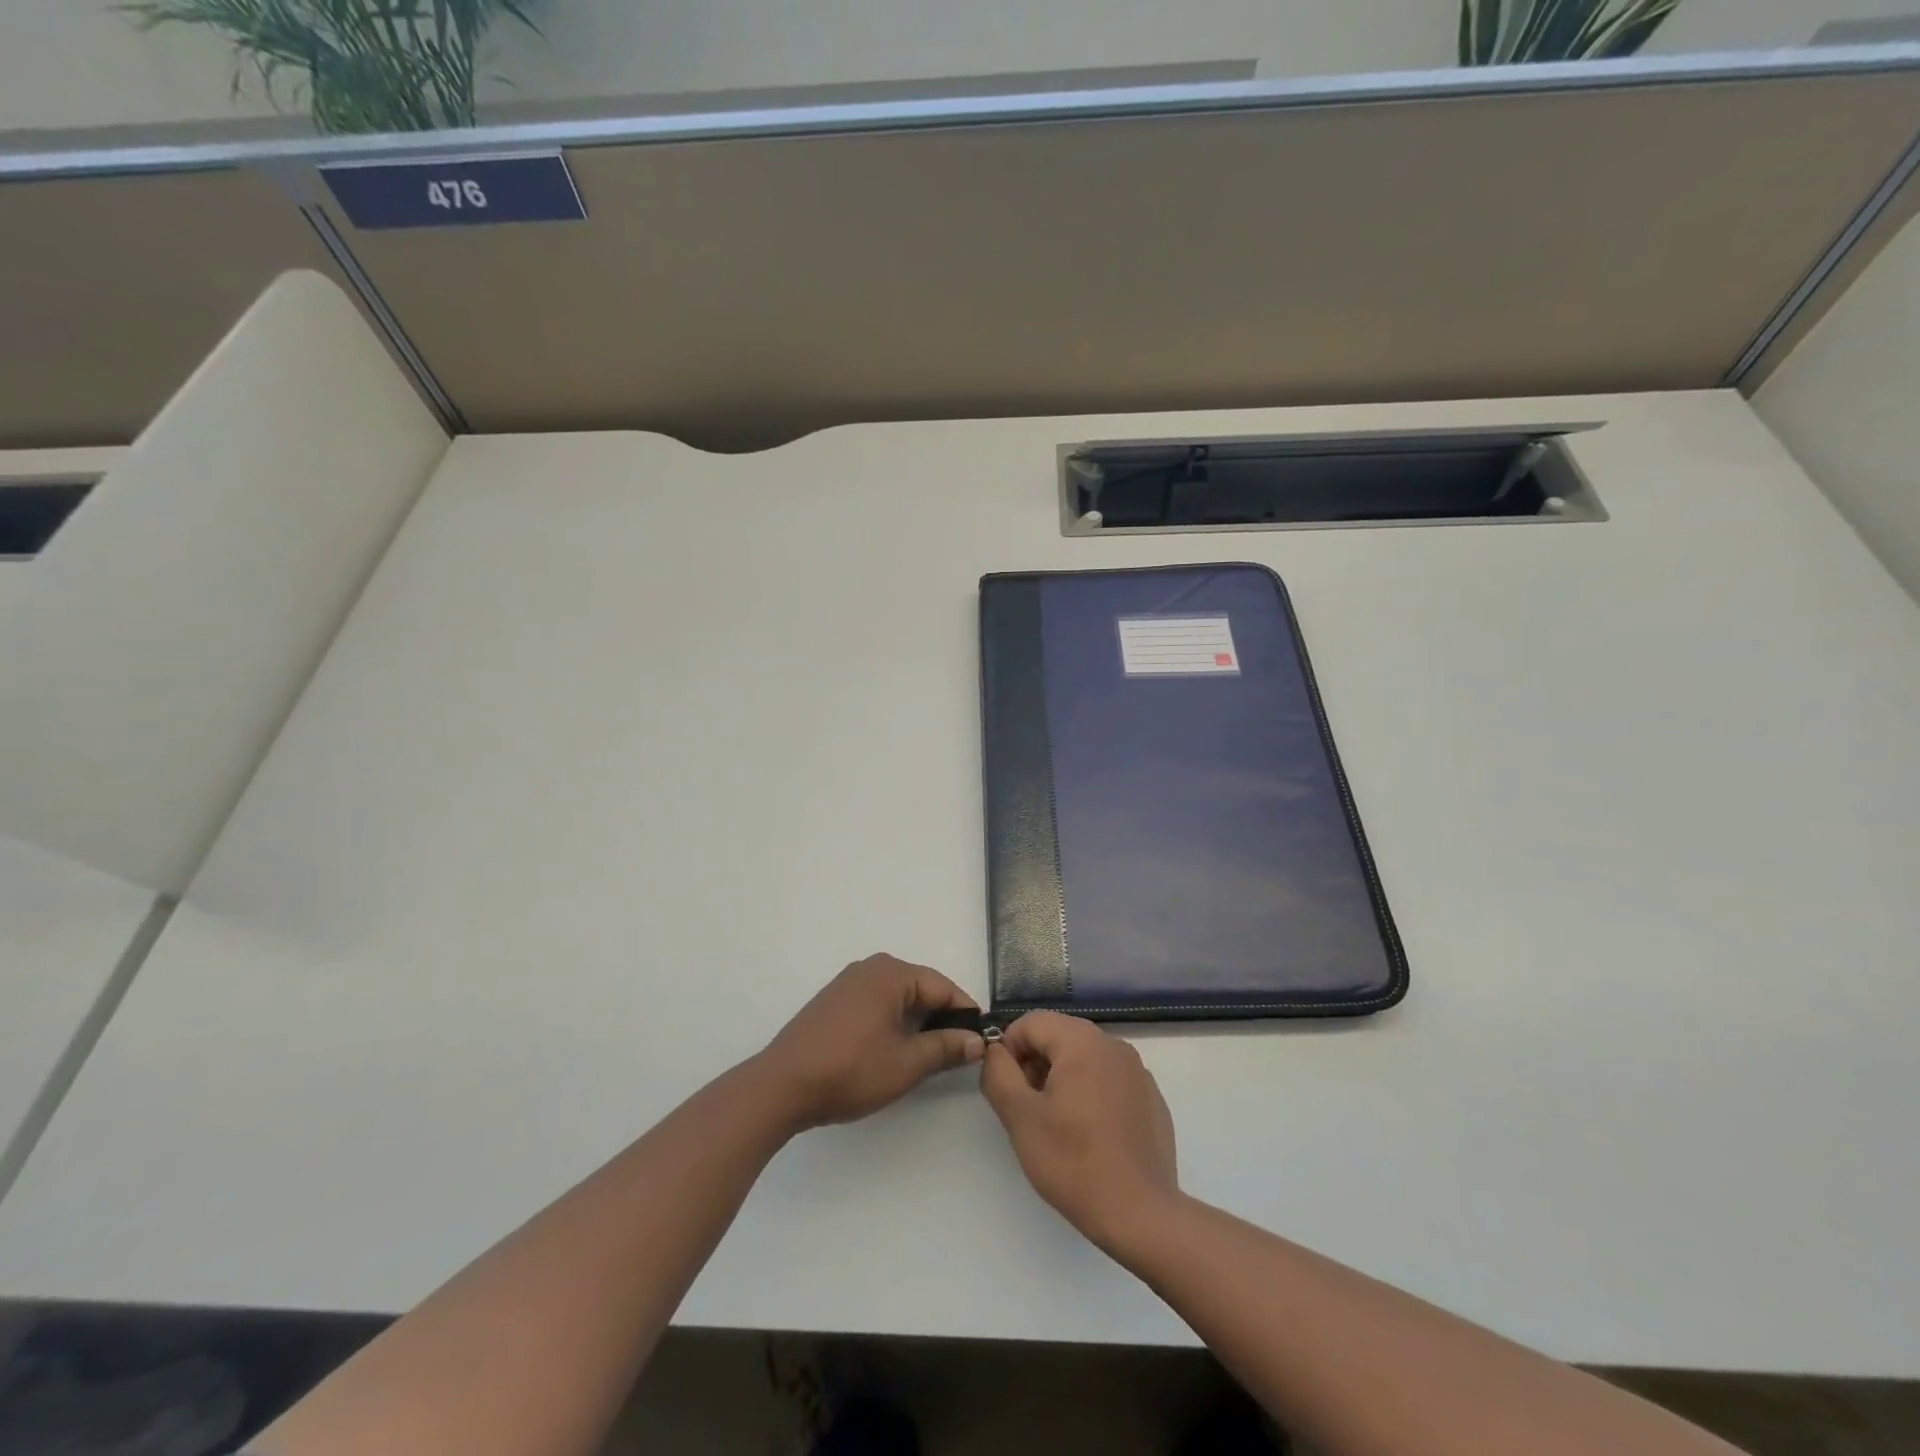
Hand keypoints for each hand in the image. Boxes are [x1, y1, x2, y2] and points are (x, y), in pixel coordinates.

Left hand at [756, 954, 984, 1130]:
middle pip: (919, 988)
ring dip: (915, 1022)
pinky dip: (891, 1022)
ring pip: (897, 997)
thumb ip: (946, 1048)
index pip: (942, 986)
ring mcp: (847, 983)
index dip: (965, 1013)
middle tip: (956, 1052)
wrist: (782, 1086)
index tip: (980, 1040)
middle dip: (940, 1017)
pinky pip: (875, 1004)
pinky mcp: (832, 1002)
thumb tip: (977, 1041)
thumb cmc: (851, 1070)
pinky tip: (891, 1049)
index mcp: (891, 973)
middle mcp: (870, 968)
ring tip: (926, 1055)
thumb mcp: (907, 1063)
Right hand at [980, 1011, 1179, 1249]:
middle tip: (1028, 1109)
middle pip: (1059, 1036)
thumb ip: (998, 1074)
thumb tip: (996, 1052)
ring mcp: (1138, 1072)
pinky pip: (1109, 1080)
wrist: (1141, 1215)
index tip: (1007, 1089)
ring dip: (1061, 1079)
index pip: (1032, 1022)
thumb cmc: (1074, 1162)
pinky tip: (1090, 1136)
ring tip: (1057, 1125)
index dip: (1009, 1049)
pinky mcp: (1151, 1099)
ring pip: (1084, 1058)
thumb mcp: (1020, 1117)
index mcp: (1083, 1041)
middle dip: (1035, 1064)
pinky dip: (1090, 1094)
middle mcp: (1114, 1046)